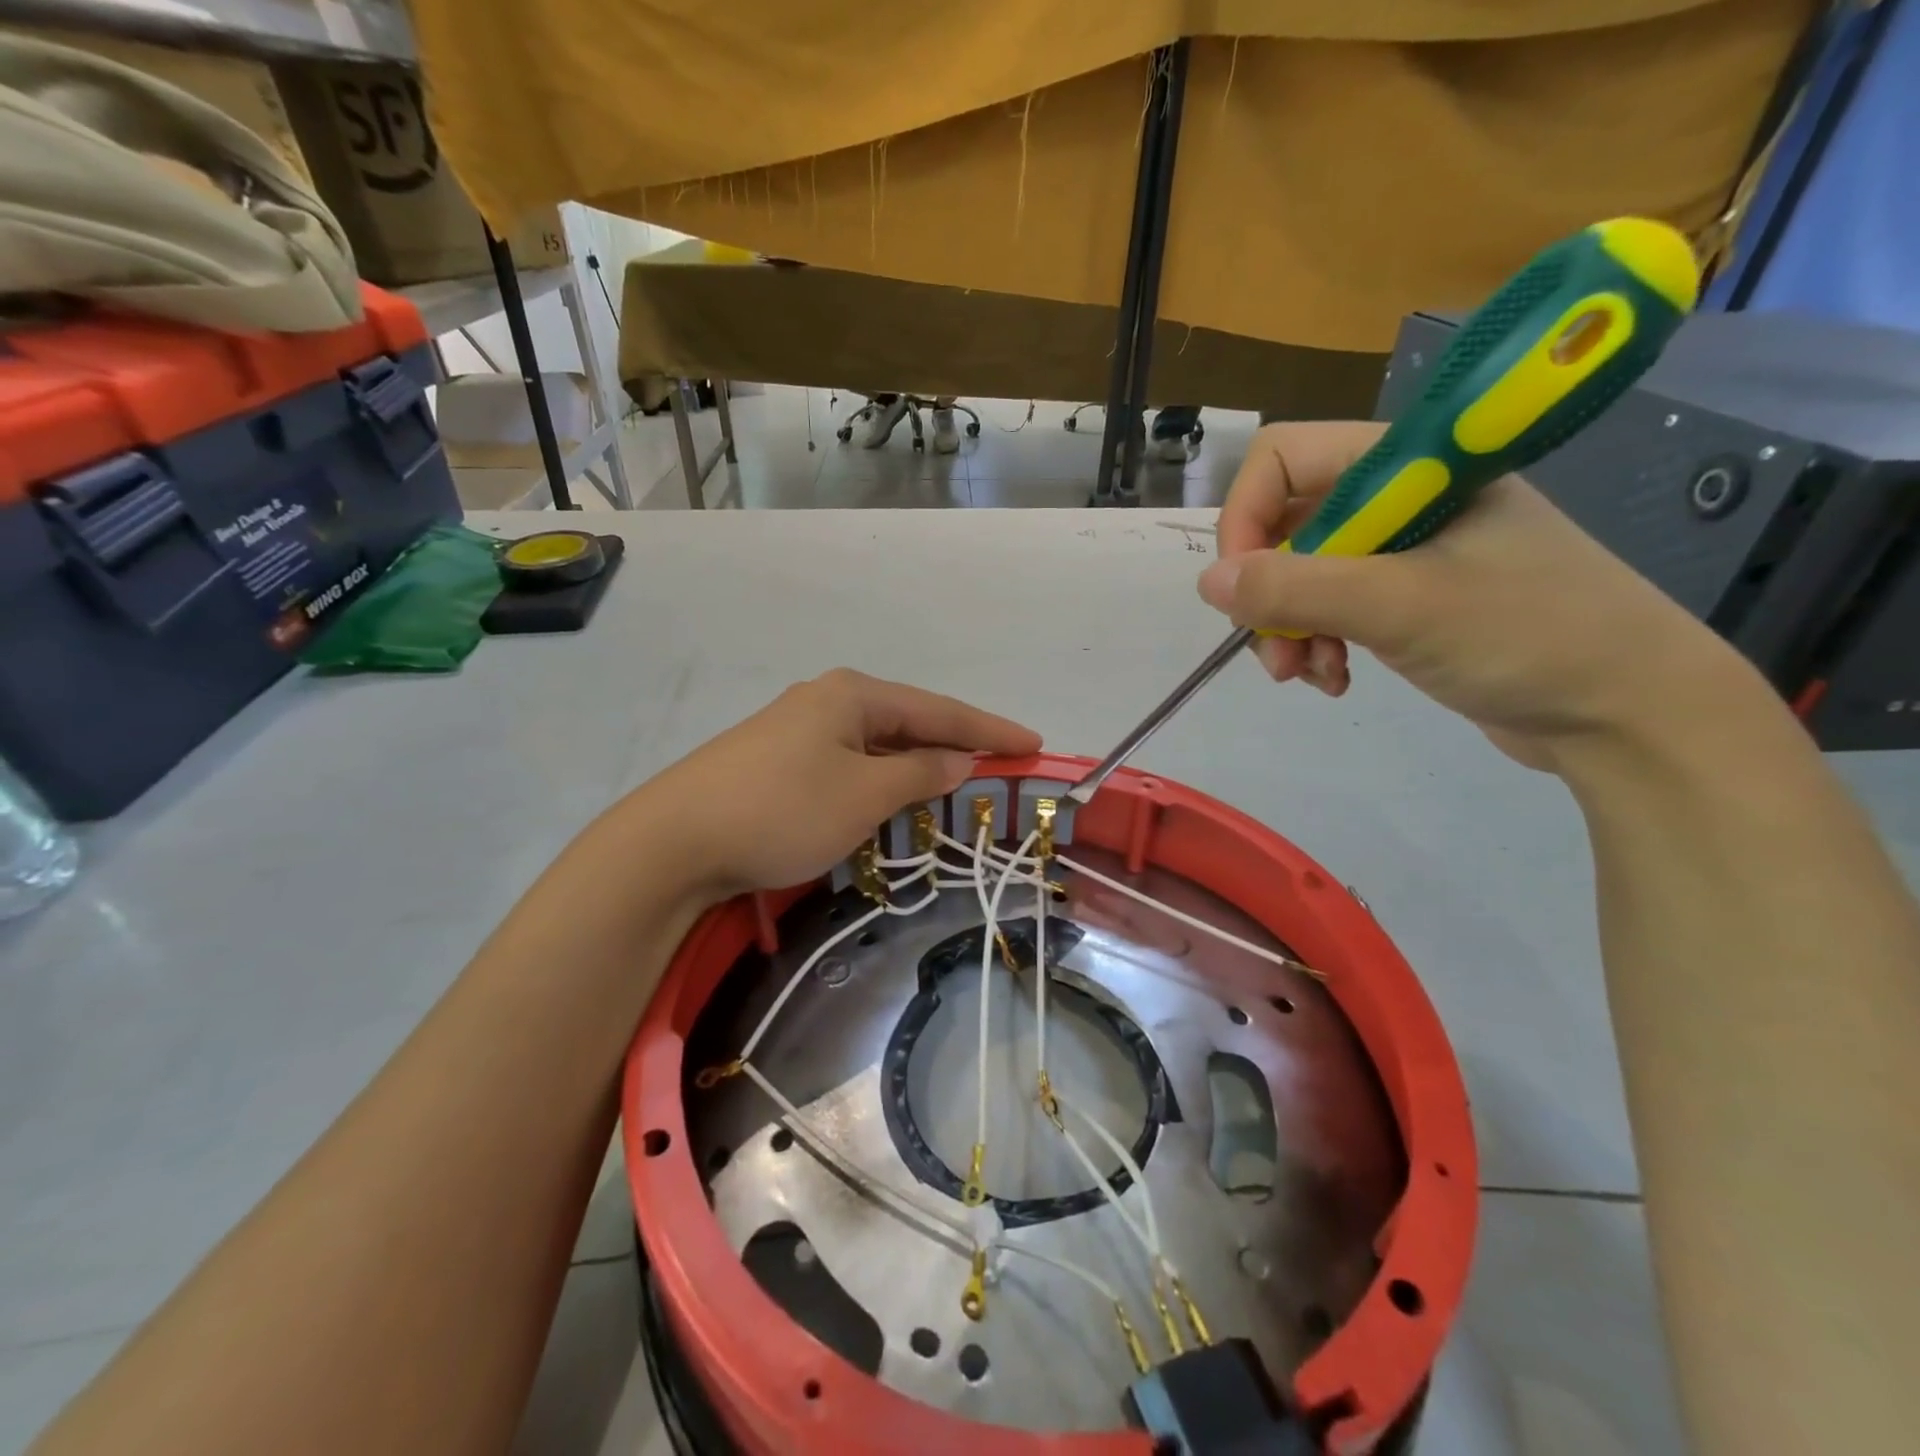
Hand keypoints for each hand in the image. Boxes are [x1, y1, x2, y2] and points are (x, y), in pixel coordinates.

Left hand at [642, 669, 1040, 896]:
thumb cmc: (783, 809)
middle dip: (954, 745)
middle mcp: (827, 700)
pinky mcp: (776, 760)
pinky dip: (879, 780)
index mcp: (854, 694)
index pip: (939, 710)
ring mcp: (797, 729)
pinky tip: (890, 796)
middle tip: (1000, 766)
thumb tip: (957, 759)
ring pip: (876, 745)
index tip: (1034, 743)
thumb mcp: (864, 794)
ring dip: (915, 766)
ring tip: (955, 784)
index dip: (990, 729)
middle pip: (908, 721)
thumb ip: (919, 773)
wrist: (673, 841)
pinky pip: (848, 763)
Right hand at [1198, 421, 1752, 767]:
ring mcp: (1407, 548)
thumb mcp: (1399, 607)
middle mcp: (1403, 496)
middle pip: (1286, 522)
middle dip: (1269, 592)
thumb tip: (1208, 583)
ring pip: (1303, 572)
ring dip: (1289, 627)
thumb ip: (1295, 588)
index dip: (1246, 519)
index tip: (1244, 589)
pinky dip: (1319, 643)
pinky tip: (1337, 679)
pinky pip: (1333, 606)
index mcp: (1410, 465)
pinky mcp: (1411, 596)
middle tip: (1275, 652)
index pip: (1283, 459)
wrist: (1629, 711)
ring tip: (1309, 675)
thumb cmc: (1527, 635)